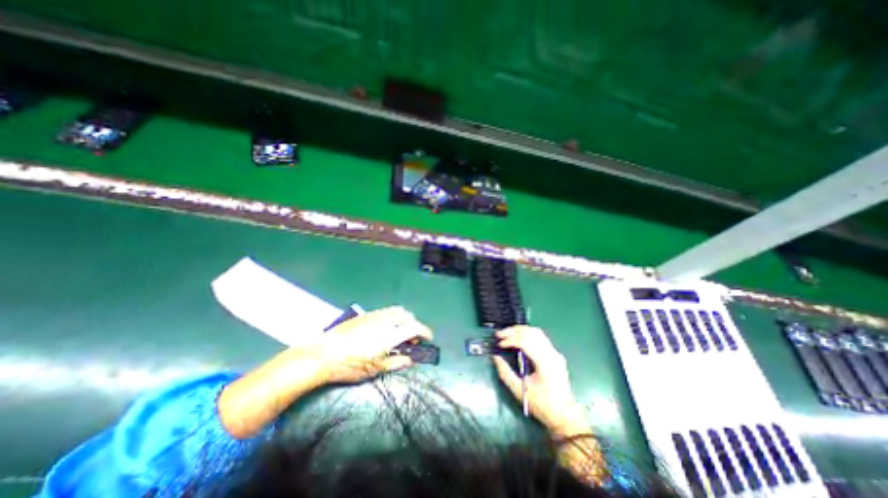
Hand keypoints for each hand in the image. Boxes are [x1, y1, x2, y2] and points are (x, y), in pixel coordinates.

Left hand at [312, 308, 434, 384]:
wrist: (323, 354)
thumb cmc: (349, 366)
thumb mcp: (374, 369)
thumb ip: (395, 363)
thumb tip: (410, 359)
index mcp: (389, 335)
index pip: (414, 327)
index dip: (424, 332)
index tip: (428, 338)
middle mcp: (384, 321)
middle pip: (406, 315)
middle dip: (414, 324)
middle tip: (411, 339)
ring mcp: (374, 316)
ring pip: (396, 311)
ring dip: (404, 319)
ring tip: (399, 333)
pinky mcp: (365, 315)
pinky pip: (385, 312)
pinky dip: (392, 318)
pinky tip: (385, 330)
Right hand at [493, 327, 588, 435]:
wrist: (564, 415)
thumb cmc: (542, 405)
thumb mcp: (520, 391)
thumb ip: (505, 373)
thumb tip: (496, 357)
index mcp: (545, 364)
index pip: (527, 342)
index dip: (511, 340)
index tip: (500, 344)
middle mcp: (552, 354)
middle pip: (532, 333)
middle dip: (514, 331)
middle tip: (500, 334)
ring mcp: (555, 353)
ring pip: (537, 332)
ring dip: (520, 330)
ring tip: (507, 333)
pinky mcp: (555, 354)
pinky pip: (540, 337)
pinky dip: (527, 334)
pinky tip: (518, 337)